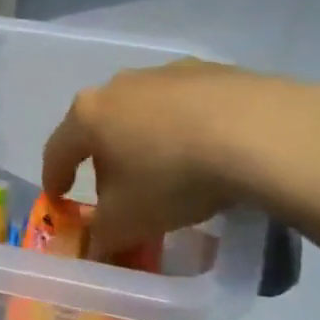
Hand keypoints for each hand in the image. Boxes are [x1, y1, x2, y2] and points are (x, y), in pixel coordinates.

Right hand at [42, 60, 319, 254]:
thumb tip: (95, 248)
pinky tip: (212, 152)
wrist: (263, 133)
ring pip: (145, 113)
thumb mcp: (128, 222)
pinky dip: (189, 128)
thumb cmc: (174, 177)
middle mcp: (120, 85)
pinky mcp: (215, 70)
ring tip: (171, 172)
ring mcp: (168, 72)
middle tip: (119, 192)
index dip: (55, 178)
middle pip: (101, 127)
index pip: (57, 150)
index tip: (60, 200)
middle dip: (105, 159)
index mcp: (88, 115)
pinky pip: (189, 105)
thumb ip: (101, 237)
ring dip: (147, 140)